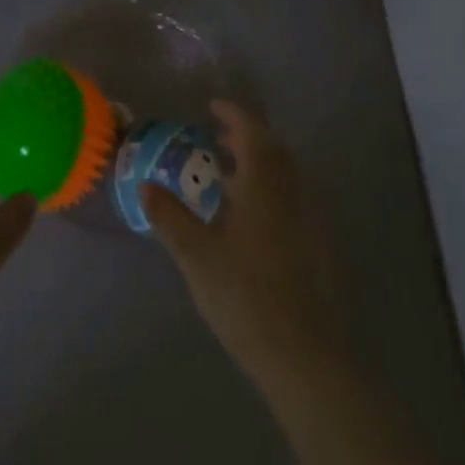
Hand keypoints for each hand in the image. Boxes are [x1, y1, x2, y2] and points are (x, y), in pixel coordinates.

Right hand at [142, 101, 346, 392]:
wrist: (307, 358)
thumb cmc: (247, 298)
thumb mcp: (197, 257)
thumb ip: (170, 217)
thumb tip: (145, 184)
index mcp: (266, 187)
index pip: (253, 133)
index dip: (234, 114)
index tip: (213, 106)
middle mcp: (294, 195)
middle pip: (274, 151)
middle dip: (246, 138)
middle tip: (216, 139)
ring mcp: (311, 222)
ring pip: (285, 177)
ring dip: (258, 166)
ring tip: (227, 177)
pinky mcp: (319, 249)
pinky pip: (293, 201)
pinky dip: (270, 192)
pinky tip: (251, 221)